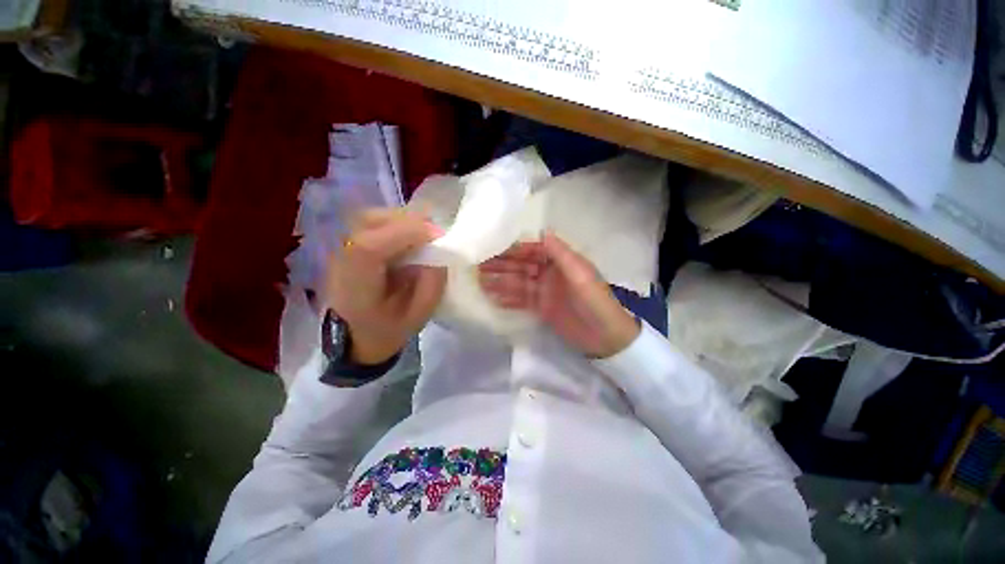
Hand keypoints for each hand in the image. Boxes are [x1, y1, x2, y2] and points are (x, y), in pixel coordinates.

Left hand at [322, 209, 446, 363]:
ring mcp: (343, 247)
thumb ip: (432, 284)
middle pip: (371, 222)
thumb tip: (441, 251)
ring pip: (374, 216)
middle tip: (437, 234)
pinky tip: (413, 235)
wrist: (355, 334)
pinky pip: (376, 221)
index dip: (406, 234)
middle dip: (410, 222)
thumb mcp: (418, 315)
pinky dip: (399, 222)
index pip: (369, 248)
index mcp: (355, 286)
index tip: (438, 237)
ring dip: (405, 220)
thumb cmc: (388, 328)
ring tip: (427, 234)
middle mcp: (342, 259)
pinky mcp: (351, 242)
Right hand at [478, 232, 639, 357]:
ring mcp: (545, 292)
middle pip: (522, 266)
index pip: (533, 251)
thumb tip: (543, 231)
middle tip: (478, 266)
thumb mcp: (581, 275)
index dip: (514, 250)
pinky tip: (492, 298)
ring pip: (519, 283)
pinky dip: (508, 299)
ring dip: (500, 282)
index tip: (492, 249)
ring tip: (479, 282)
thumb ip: (561, 254)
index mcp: (561, 262)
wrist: (606, 338)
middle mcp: (550, 274)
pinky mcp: (542, 308)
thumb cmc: (596, 302)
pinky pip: (522, 301)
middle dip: (502, 265)